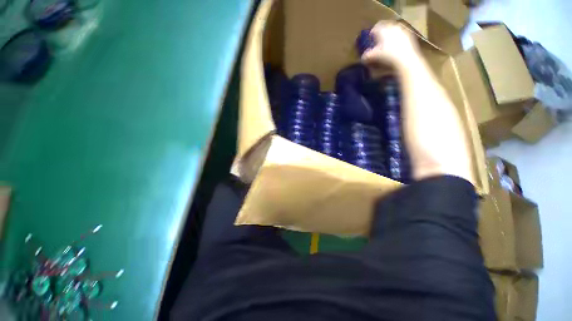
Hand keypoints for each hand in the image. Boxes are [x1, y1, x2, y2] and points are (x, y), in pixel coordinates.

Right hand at [361, 21, 420, 68]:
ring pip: (393, 31)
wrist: (405, 59)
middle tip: (378, 43)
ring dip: (389, 37)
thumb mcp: (374, 56)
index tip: (370, 39)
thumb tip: (363, 57)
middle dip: (381, 34)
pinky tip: (395, 48)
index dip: (372, 33)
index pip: (376, 27)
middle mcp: (393, 26)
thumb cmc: (387, 55)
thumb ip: (367, 55)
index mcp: (384, 29)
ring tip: (386, 46)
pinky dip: (396, 40)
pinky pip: (400, 36)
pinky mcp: (409, 36)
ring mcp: (402, 30)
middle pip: (385, 28)